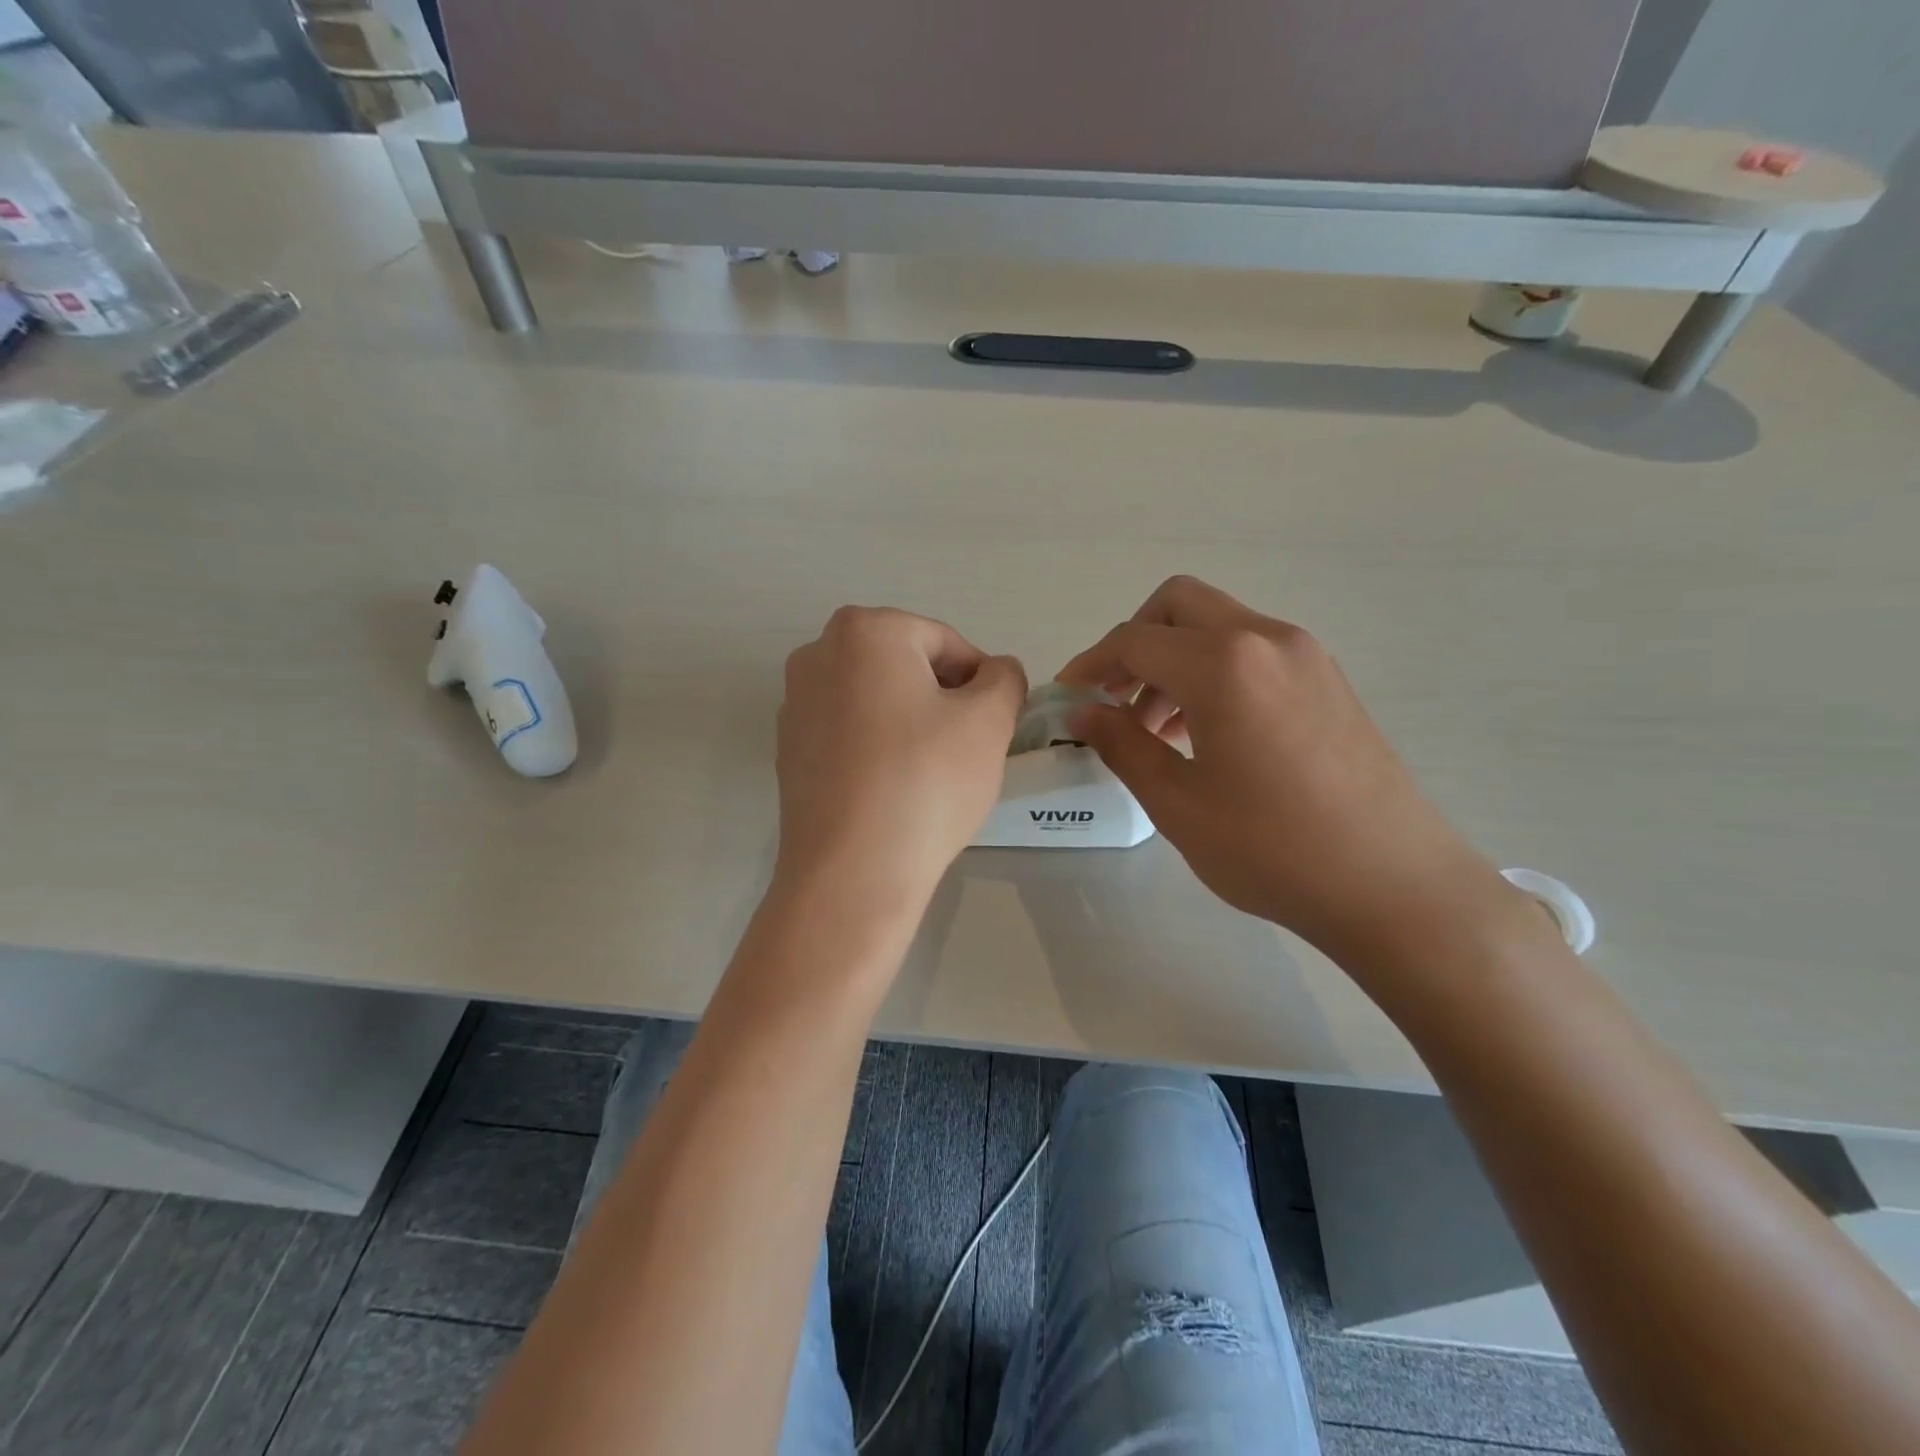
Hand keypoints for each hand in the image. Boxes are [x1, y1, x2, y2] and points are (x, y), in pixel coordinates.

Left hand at [775, 607, 1026, 910]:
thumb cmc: (926, 781)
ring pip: (877, 701)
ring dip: (911, 724)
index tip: (994, 725)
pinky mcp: (788, 752)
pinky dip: (878, 750)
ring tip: (932, 774)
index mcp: (865, 630)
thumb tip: (996, 672)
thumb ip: (1005, 679)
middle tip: (967, 748)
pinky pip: (849, 735)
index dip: (981, 682)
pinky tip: (895, 790)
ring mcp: (795, 704)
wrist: (852, 872)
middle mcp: (817, 654)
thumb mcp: (989, 721)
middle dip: (943, 700)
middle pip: (906, 666)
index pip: (946, 642)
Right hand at [1059, 576, 1516, 957]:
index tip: (1066, 698)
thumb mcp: (1178, 802)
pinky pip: (1252, 651)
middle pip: (1178, 606)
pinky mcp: (1327, 679)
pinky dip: (1213, 672)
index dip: (1090, 665)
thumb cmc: (1272, 848)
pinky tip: (1205, 733)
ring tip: (1155, 729)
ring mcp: (1304, 655)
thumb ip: (1122, 744)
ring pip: (1217, 626)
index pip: (1135, 641)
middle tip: (1113, 699)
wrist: (1394, 885)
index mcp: (1223, 663)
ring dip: (1173, 660)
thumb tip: (1081, 712)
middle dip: (1134, 643)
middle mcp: (1265, 638)